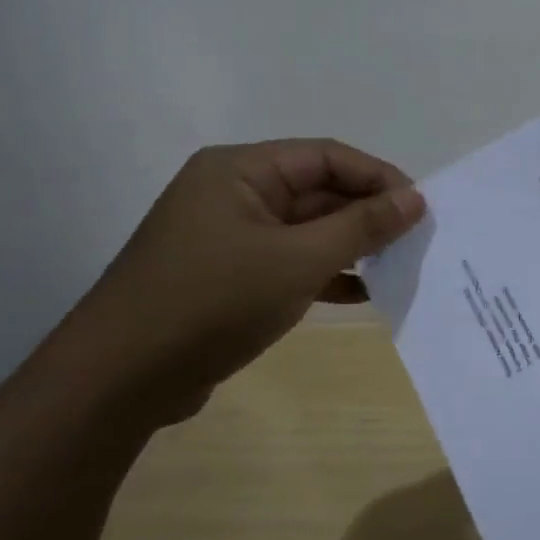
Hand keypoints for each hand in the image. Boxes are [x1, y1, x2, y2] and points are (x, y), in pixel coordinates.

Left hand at [68, 140, 425, 422]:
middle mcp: (234, 194)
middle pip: (317, 191)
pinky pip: (290, 262)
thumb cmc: (211, 302)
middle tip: (417, 240)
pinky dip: (325, 274)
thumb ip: (361, 226)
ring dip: (351, 246)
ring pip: (306, 230)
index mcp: (240, 171)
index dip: (378, 177)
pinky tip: (363, 294)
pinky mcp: (229, 277)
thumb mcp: (297, 261)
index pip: (326, 156)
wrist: (118, 382)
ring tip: (399, 266)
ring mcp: (230, 238)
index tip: (421, 207)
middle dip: (367, 214)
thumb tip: (416, 198)